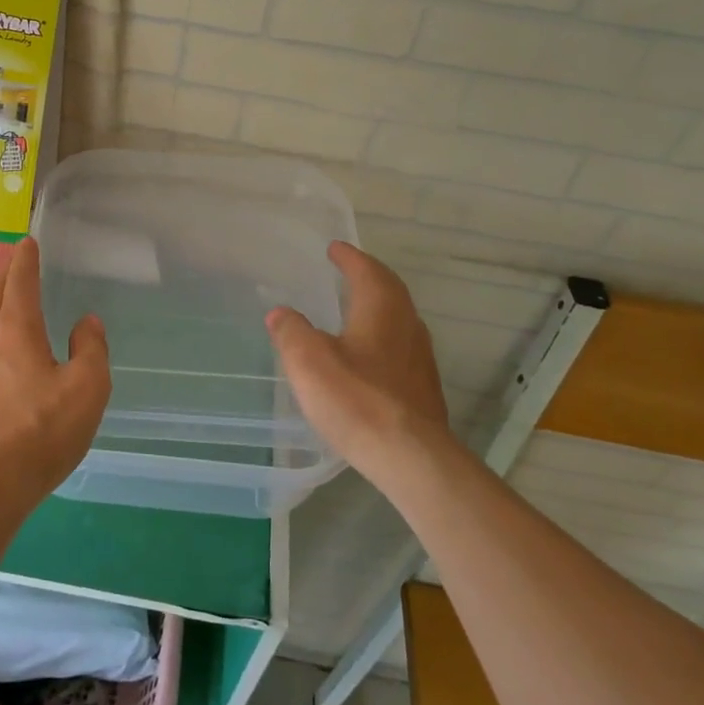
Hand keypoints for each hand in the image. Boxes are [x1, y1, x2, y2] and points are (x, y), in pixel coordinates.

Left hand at [0, 238, 111, 518]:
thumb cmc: (42, 431)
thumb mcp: (87, 388)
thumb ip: (90, 349)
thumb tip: (85, 323)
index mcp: (16, 330)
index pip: (19, 281)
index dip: (25, 259)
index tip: (27, 242)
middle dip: (5, 274)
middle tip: (16, 262)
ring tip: (8, 302)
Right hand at [266, 242, 454, 494]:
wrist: (410, 456)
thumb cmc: (356, 399)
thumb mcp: (308, 361)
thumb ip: (291, 331)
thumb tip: (280, 312)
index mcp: (381, 309)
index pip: (366, 270)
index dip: (348, 257)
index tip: (335, 248)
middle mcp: (407, 324)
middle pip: (390, 289)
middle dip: (368, 276)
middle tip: (348, 270)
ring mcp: (420, 357)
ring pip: (399, 318)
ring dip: (378, 306)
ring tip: (356, 308)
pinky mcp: (423, 387)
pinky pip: (401, 345)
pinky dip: (383, 335)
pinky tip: (368, 355)